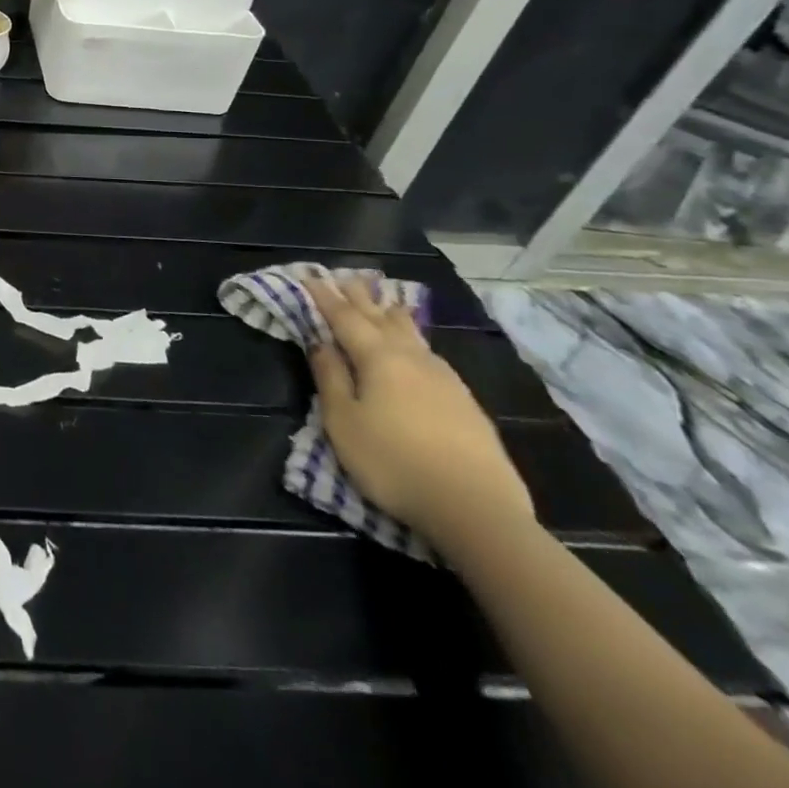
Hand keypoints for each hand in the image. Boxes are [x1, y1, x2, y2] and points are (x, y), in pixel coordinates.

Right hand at [308, 277, 534, 548]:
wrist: (476, 510)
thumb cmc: (393, 462)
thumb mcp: (343, 421)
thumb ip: (330, 377)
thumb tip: (319, 341)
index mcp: (378, 358)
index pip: (345, 318)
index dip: (326, 297)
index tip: (312, 278)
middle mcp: (413, 358)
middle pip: (382, 319)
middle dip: (361, 298)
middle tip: (348, 277)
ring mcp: (445, 380)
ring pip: (413, 334)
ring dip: (392, 314)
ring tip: (384, 301)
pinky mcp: (466, 403)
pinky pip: (430, 355)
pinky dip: (414, 339)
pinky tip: (417, 348)